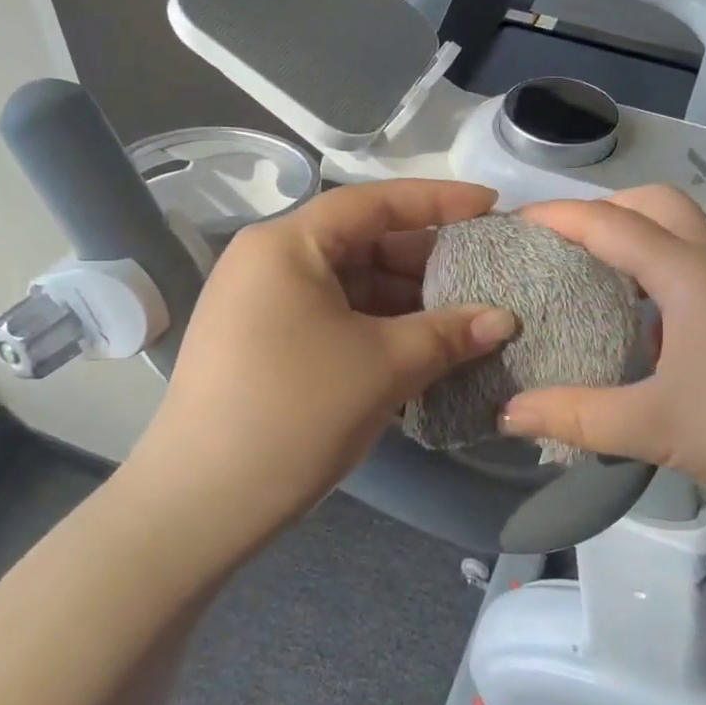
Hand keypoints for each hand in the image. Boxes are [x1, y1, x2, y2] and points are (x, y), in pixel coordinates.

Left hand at [138, 180, 516, 531]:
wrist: (201, 504)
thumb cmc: (295, 413)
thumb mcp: (383, 366)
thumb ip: (449, 333)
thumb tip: (504, 319)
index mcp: (287, 245)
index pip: (373, 203)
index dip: (438, 200)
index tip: (490, 205)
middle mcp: (267, 261)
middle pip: (360, 243)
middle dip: (424, 262)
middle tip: (482, 276)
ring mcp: (260, 303)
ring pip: (348, 284)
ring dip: (404, 301)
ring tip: (460, 319)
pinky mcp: (261, 342)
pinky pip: (330, 316)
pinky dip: (375, 327)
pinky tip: (417, 347)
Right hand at [499, 187, 705, 546]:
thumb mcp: (655, 428)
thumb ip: (575, 417)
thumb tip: (506, 413)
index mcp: (690, 276)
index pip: (612, 224)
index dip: (558, 217)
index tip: (511, 225)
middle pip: (656, 204)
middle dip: (602, 210)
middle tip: (557, 246)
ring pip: (680, 234)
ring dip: (632, 238)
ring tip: (585, 275)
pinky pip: (694, 270)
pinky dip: (655, 272)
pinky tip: (636, 322)